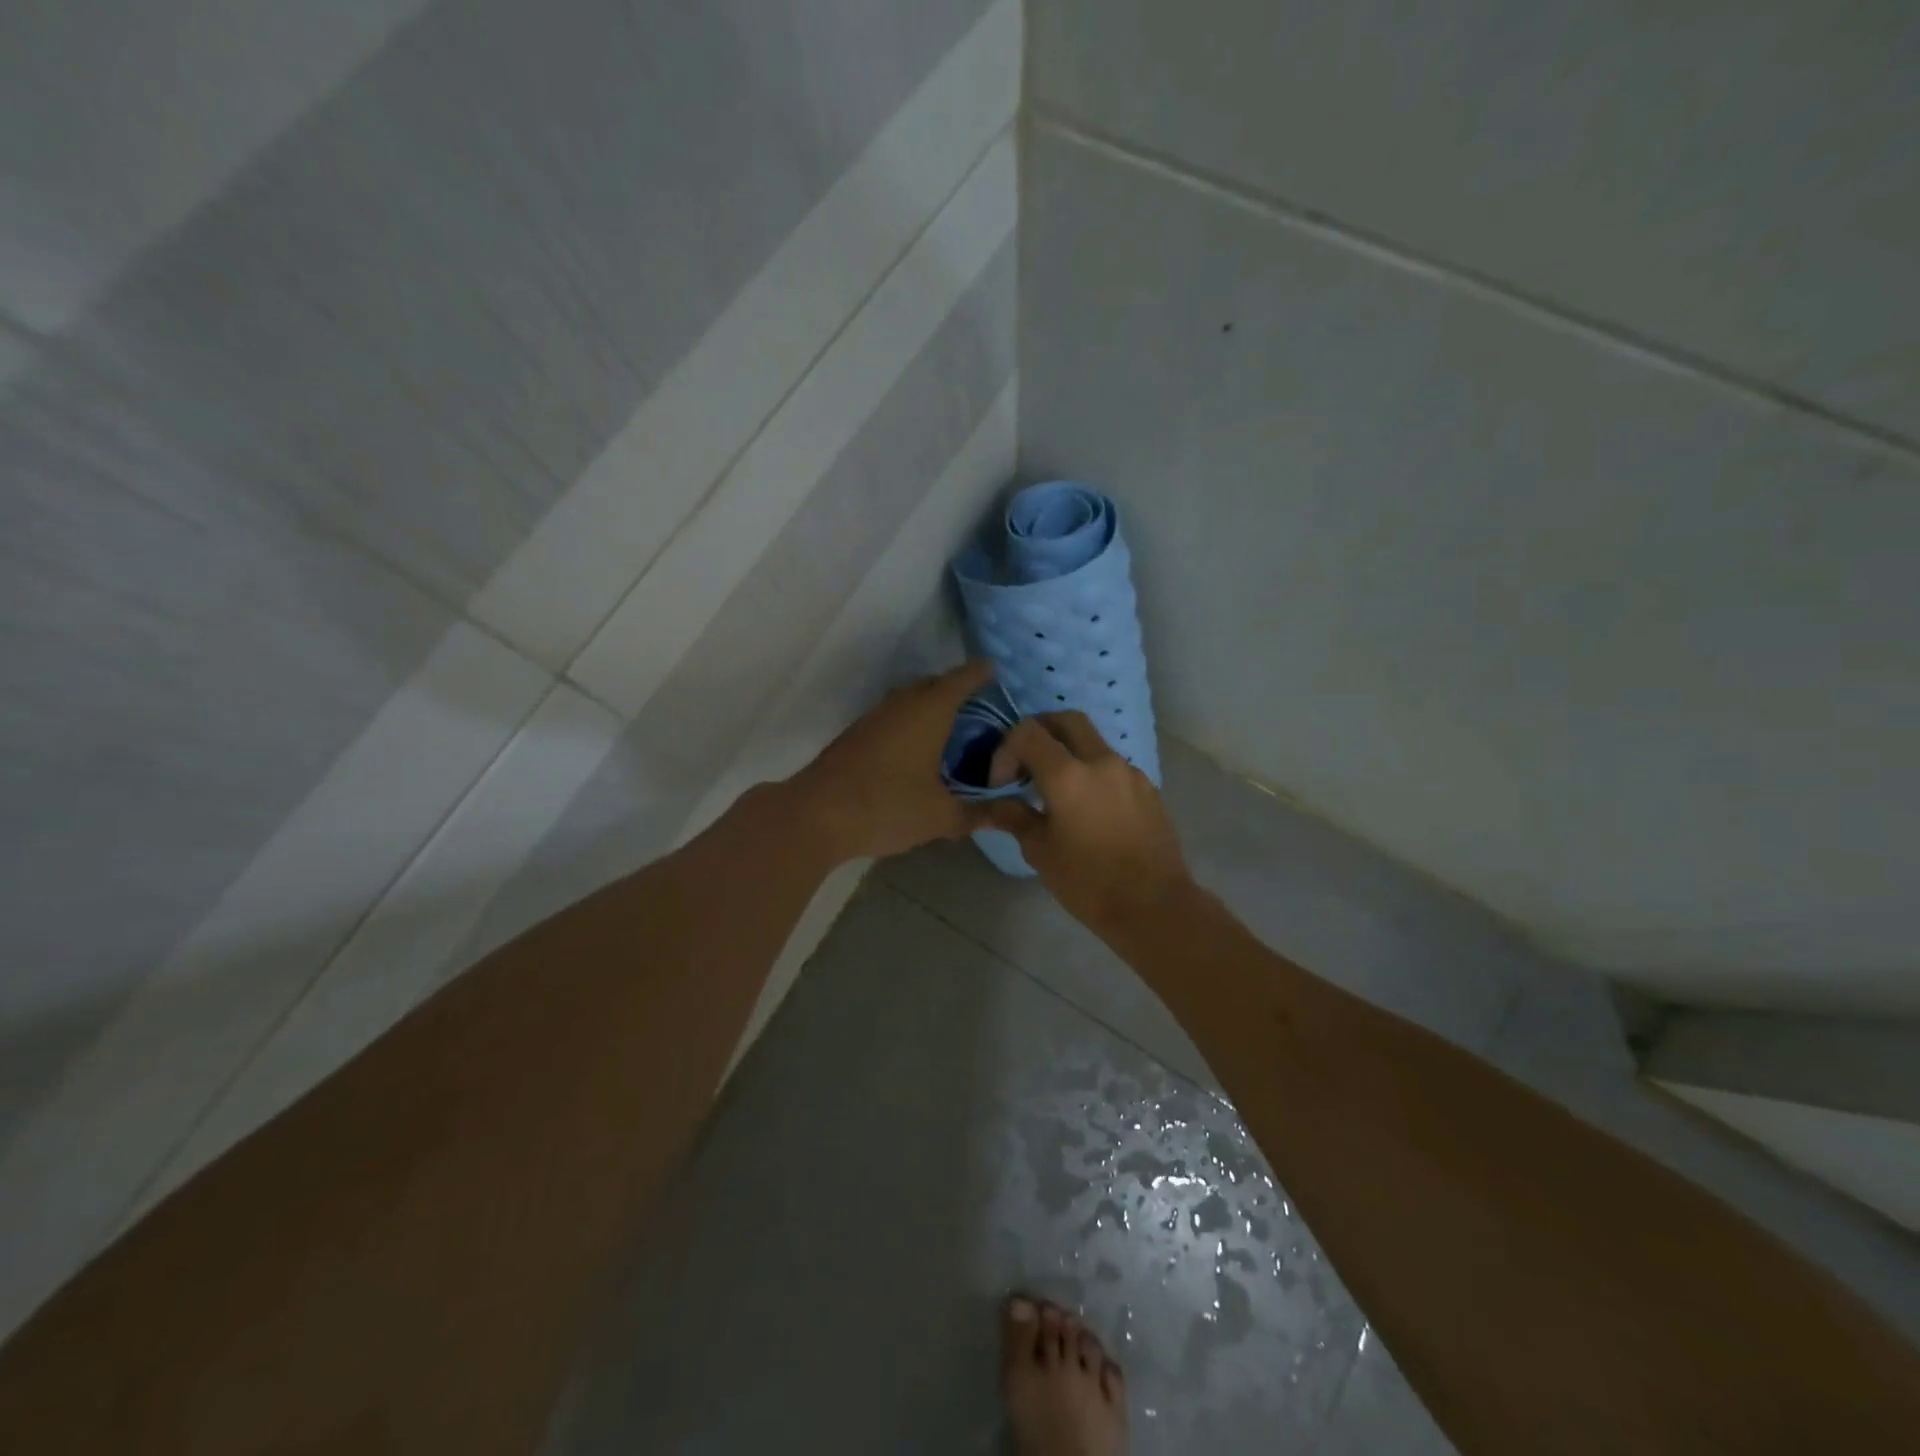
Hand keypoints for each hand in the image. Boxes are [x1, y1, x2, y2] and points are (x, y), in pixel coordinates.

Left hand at [787, 660, 996, 860]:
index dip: (982, 674)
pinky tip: (917, 749)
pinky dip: (910, 723)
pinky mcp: (856, 735)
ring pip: (909, 700)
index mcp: (929, 711)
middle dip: (957, 689)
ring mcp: (874, 717)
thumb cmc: (887, 806)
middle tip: (980, 707)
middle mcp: (902, 704)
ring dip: (930, 706)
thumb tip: (1010, 814)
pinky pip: (893, 717)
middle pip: (934, 685)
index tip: (997, 671)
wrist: (816, 815)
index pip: (963, 679)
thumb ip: (978, 814)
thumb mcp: (940, 816)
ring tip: (952, 728)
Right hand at [980, 713, 1195, 940]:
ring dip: (1068, 753)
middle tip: (1026, 762)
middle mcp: (1101, 761)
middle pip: (1065, 719)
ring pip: (1092, 742)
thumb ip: (1013, 817)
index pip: (1027, 732)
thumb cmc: (1088, 882)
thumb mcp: (1039, 851)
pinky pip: (1112, 767)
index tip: (1002, 783)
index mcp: (1067, 774)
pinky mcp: (1148, 788)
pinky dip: (1092, 773)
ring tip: (1056, 792)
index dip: (1006, 750)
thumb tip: (991, 805)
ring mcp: (1129, 772)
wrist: (1154, 906)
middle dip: (1040, 731)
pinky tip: (1088, 809)